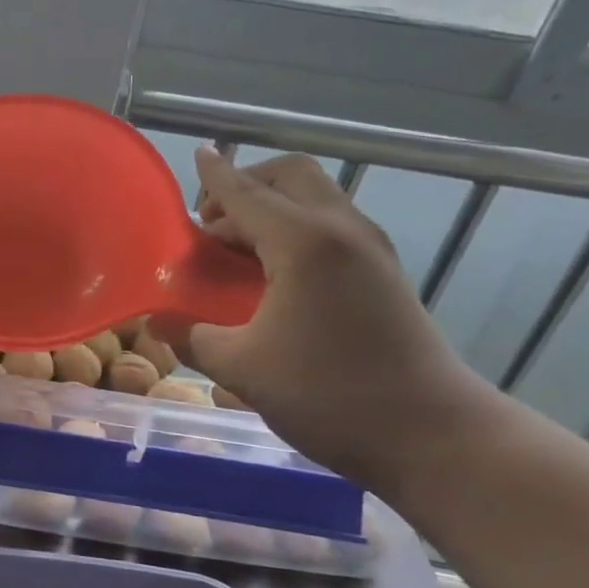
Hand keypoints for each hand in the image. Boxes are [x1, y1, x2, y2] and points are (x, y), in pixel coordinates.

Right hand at [160, 149, 491, 491]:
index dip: (215, 175)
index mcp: (303, 242)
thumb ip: (192, 337)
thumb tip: (157, 322)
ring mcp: (371, 248)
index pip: (246, 193)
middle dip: (247, 183)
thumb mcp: (243, 368)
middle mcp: (341, 229)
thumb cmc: (328, 395)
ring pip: (316, 196)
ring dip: (273, 205)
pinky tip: (276, 271)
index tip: (197, 153)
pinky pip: (332, 223)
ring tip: (238, 247)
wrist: (431, 434)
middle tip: (213, 221)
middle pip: (291, 175)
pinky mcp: (385, 270)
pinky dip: (296, 225)